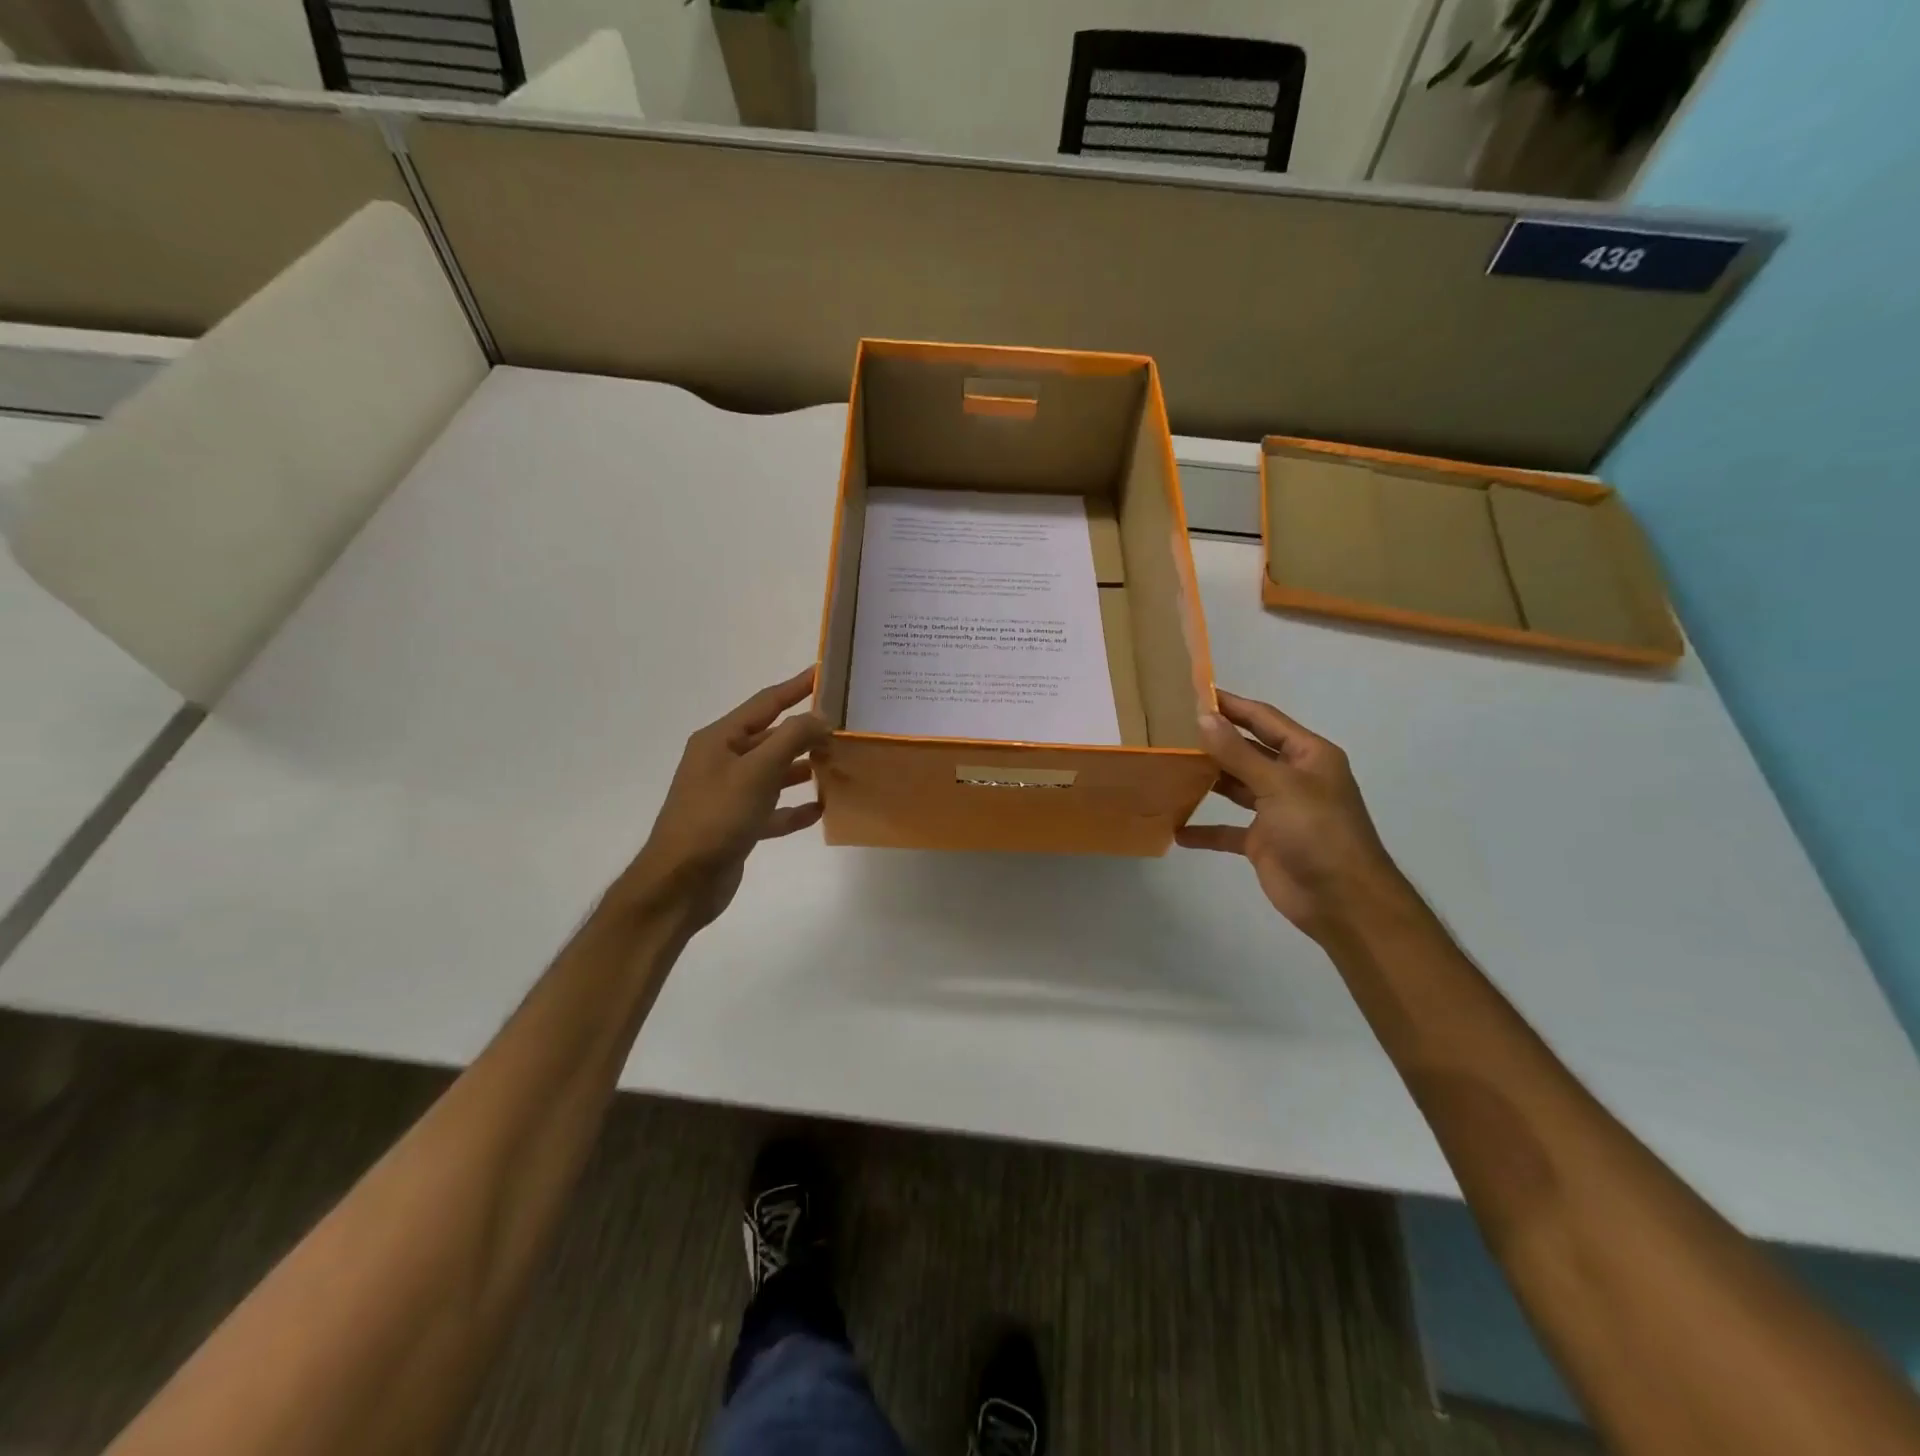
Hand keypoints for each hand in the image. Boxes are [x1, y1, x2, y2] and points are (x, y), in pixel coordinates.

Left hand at [620, 667, 830, 931]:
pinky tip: (820, 809)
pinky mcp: (737, 825)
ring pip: (774, 773)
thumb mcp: (757, 771)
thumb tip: (821, 717)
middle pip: (771, 737)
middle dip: (805, 731)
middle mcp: (722, 762)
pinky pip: (772, 809)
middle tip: (844, 725)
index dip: (796, 687)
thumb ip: (792, 738)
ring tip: (838, 763)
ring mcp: (729, 795)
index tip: (825, 672)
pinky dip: (794, 808)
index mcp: (719, 740)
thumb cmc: (716, 817)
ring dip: (803, 768)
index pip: (765, 703)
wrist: (681, 882)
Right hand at [1176, 689, 1411, 940]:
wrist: (1342, 902)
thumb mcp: (1279, 786)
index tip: (1194, 693)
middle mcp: (1293, 778)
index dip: (1232, 706)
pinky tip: (1176, 829)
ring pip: (1236, 787)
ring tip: (1168, 768)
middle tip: (1170, 730)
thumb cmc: (1318, 832)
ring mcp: (1277, 811)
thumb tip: (1203, 717)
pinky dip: (1205, 829)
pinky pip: (1228, 830)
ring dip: (1206, 781)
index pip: (1264, 720)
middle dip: (1214, 742)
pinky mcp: (1263, 842)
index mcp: (1308, 756)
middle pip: (1247, 751)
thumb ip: (1238, 753)